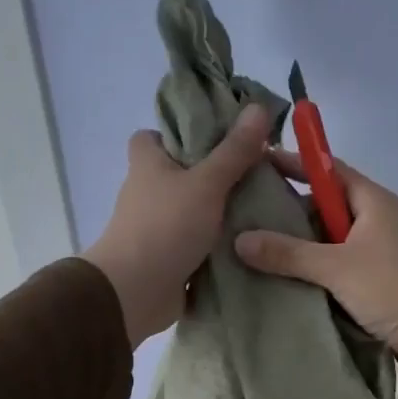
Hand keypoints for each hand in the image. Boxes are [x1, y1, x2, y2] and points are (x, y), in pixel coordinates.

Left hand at [83, 105, 270, 346]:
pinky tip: (250, 240)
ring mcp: (156, 226)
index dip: (181, 133)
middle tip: (254, 173)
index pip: (154, 136)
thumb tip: (259, 107)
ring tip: (262, 205)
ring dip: (219, 211)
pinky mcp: (167, 256)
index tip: (218, 138)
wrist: (135, 291)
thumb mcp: (206, 182)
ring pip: (192, 209)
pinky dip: (217, 243)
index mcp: (147, 163)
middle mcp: (147, 191)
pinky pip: (197, 242)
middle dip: (214, 174)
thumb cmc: (166, 226)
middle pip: (181, 173)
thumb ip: (234, 150)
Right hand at [234, 150, 397, 398]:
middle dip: (290, 210)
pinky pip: (337, 267)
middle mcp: (376, 220)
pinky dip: (314, 271)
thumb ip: (288, 253)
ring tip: (256, 250)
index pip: (328, 169)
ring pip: (330, 240)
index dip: (295, 163)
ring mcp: (378, 253)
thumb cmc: (394, 290)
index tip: (257, 161)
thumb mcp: (336, 268)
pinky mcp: (377, 282)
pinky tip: (285, 280)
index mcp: (373, 202)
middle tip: (246, 216)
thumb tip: (240, 239)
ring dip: (300, 246)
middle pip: (326, 205)